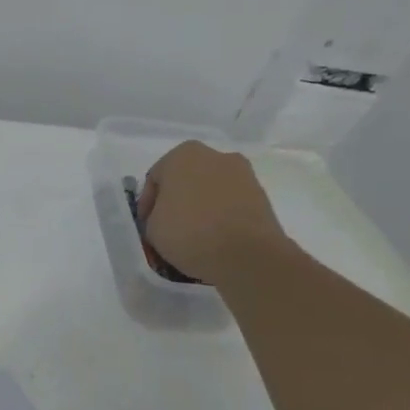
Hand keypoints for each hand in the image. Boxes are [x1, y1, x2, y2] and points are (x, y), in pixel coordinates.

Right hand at [137, 141, 289, 284]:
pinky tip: (215, 238)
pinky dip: (221, 216)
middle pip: (186, 180)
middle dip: (177, 201)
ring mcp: (243, 174)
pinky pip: (230, 203)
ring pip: (210, 190)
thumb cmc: (189, 232)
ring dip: (200, 208)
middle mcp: (215, 155)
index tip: (147, 225)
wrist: (247, 255)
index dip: (147, 204)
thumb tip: (165, 217)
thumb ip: (154, 215)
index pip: (155, 178)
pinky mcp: (262, 195)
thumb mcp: (151, 227)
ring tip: (194, 236)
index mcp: (182, 155)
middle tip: (169, 227)